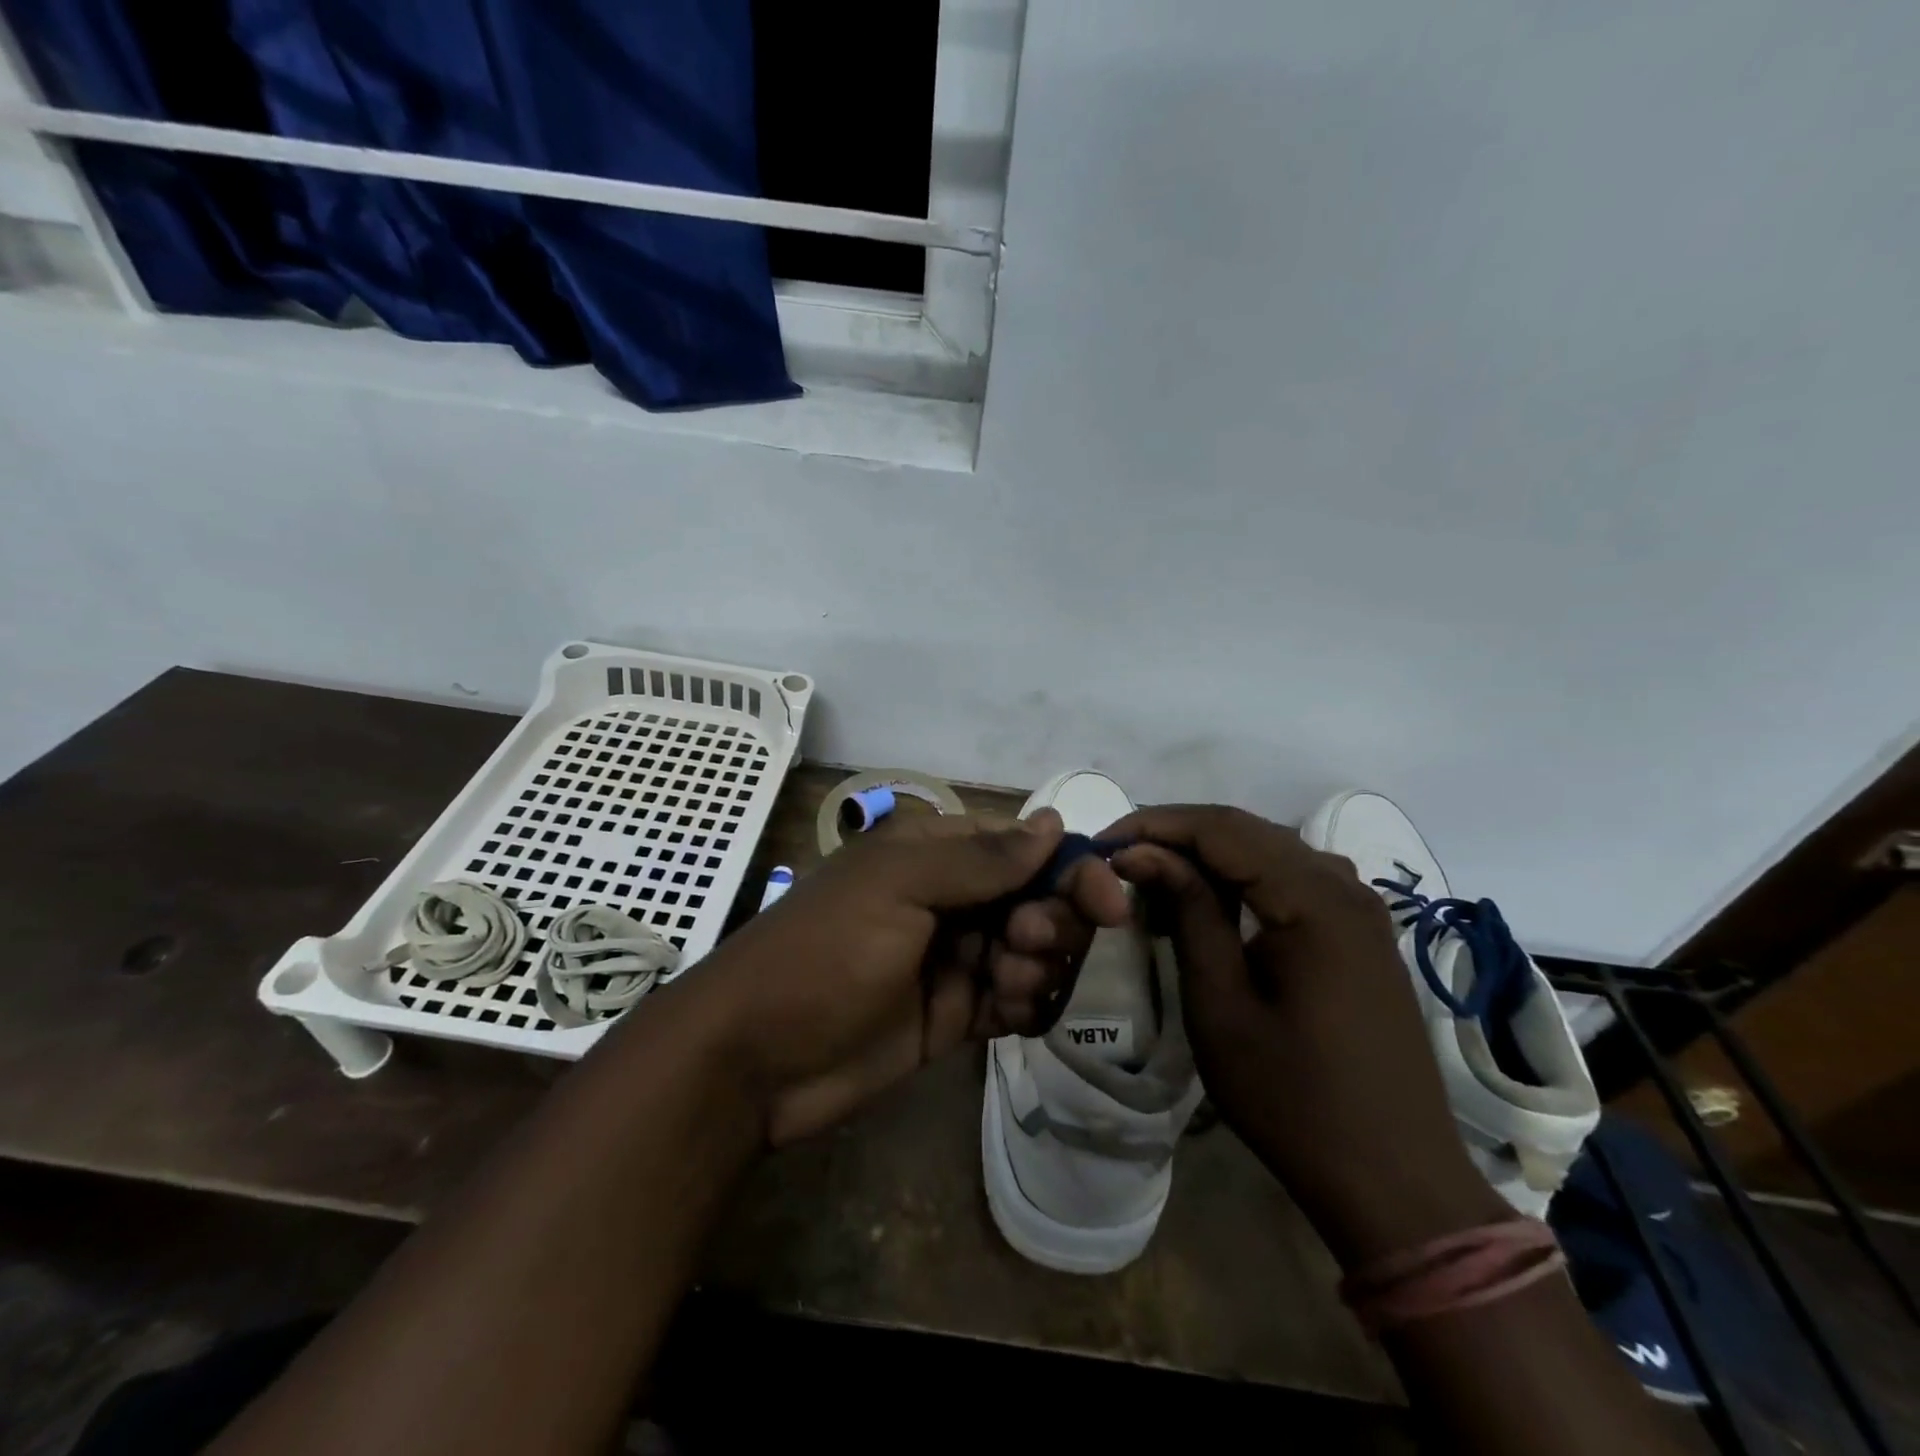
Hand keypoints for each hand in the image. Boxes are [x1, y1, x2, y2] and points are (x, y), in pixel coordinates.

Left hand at [698, 809, 1130, 1146]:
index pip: (1023, 847)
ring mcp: (953, 959)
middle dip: (1049, 923)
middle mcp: (950, 899)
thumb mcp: (897, 890)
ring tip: (999, 990)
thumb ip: (980, 860)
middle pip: (1036, 899)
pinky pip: (1012, 1001)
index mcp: (934, 855)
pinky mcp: (953, 1015)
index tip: (1109, 905)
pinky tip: (1003, 1017)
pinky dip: (1022, 1006)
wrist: (755, 1059)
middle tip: (1024, 946)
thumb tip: (1052, 821)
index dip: (1069, 869)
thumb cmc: (824, 954)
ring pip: (1031, 952)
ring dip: (1034, 968)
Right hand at [1106, 806, 1508, 1264]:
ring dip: (1208, 853)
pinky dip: (1242, 877)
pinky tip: (1210, 902)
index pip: (1221, 829)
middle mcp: (1344, 886)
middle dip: (1176, 834)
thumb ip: (1189, 913)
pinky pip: (1292, 878)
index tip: (1103, 844)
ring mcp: (1360, 908)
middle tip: (1120, 858)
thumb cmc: (1294, 1099)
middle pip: (1247, 830)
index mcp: (1314, 900)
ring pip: (1269, 849)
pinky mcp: (1360, 933)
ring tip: (1154, 877)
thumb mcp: (1221, 1005)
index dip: (1155, 824)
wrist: (1395, 1181)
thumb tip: (1144, 853)